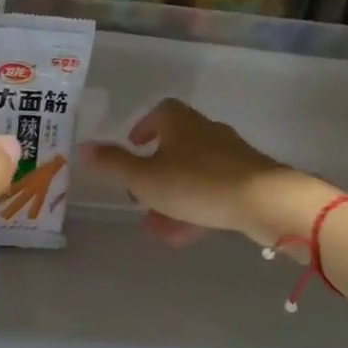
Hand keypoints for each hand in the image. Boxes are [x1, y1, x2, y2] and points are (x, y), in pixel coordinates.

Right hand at [81, 99, 336, 248]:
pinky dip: (195, 208)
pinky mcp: (248, 181)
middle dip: (155, 170)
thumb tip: (83, 147)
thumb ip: (113, 163)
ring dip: (172, 196)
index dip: (143, 127)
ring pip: (193, 174)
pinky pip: (213, 192)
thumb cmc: (196, 182)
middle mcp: (206, 132)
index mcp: (180, 122)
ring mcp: (230, 157)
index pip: (160, 112)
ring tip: (155, 225)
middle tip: (139, 192)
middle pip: (176, 145)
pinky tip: (182, 235)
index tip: (133, 146)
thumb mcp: (144, 177)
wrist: (265, 202)